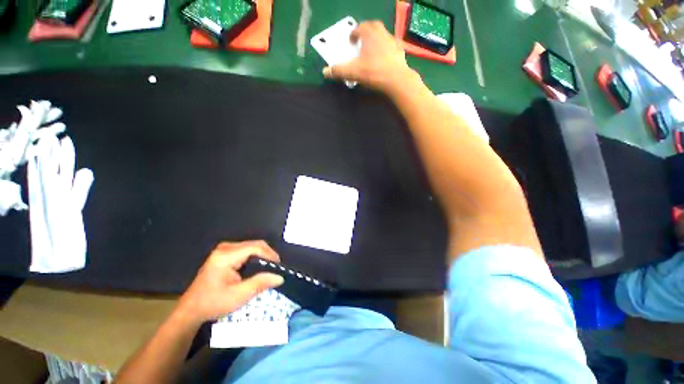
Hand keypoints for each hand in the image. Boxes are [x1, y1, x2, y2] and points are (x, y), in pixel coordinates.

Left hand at [175, 241, 284, 326]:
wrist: (191, 310)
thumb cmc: (213, 303)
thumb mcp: (238, 296)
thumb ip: (260, 283)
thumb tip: (279, 277)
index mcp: (226, 256)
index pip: (255, 248)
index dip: (270, 254)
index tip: (279, 266)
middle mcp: (225, 248)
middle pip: (254, 244)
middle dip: (267, 254)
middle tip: (275, 268)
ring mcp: (224, 250)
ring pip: (252, 246)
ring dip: (262, 256)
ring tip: (269, 268)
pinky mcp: (224, 254)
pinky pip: (246, 250)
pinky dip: (255, 257)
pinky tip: (258, 267)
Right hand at [323, 21, 418, 94]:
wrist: (397, 79)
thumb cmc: (373, 72)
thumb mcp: (353, 72)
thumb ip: (338, 71)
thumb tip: (325, 71)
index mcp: (369, 34)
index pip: (359, 27)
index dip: (353, 33)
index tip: (351, 41)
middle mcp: (382, 33)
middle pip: (373, 26)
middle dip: (366, 32)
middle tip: (362, 41)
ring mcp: (393, 41)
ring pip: (383, 35)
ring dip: (377, 40)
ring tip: (372, 51)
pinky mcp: (400, 51)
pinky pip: (392, 46)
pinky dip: (387, 49)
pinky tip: (384, 59)